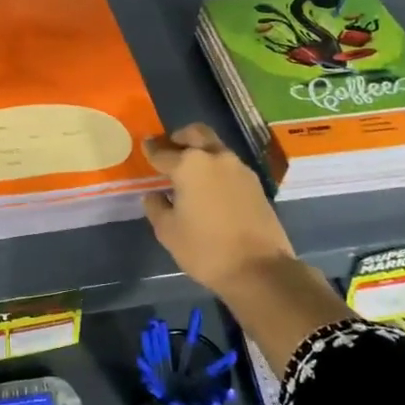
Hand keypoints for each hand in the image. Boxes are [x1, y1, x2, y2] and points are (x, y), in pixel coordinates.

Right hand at [141, 124, 296, 296]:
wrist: (259, 270)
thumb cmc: (205, 249)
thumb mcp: (168, 231)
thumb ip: (156, 207)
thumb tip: (154, 195)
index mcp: (189, 165)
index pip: (163, 152)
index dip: (151, 149)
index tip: (145, 146)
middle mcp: (215, 157)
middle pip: (195, 134)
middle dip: (179, 137)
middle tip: (169, 149)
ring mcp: (239, 169)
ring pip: (215, 147)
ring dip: (201, 151)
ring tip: (190, 172)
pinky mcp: (255, 183)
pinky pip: (229, 166)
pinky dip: (216, 168)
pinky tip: (210, 187)